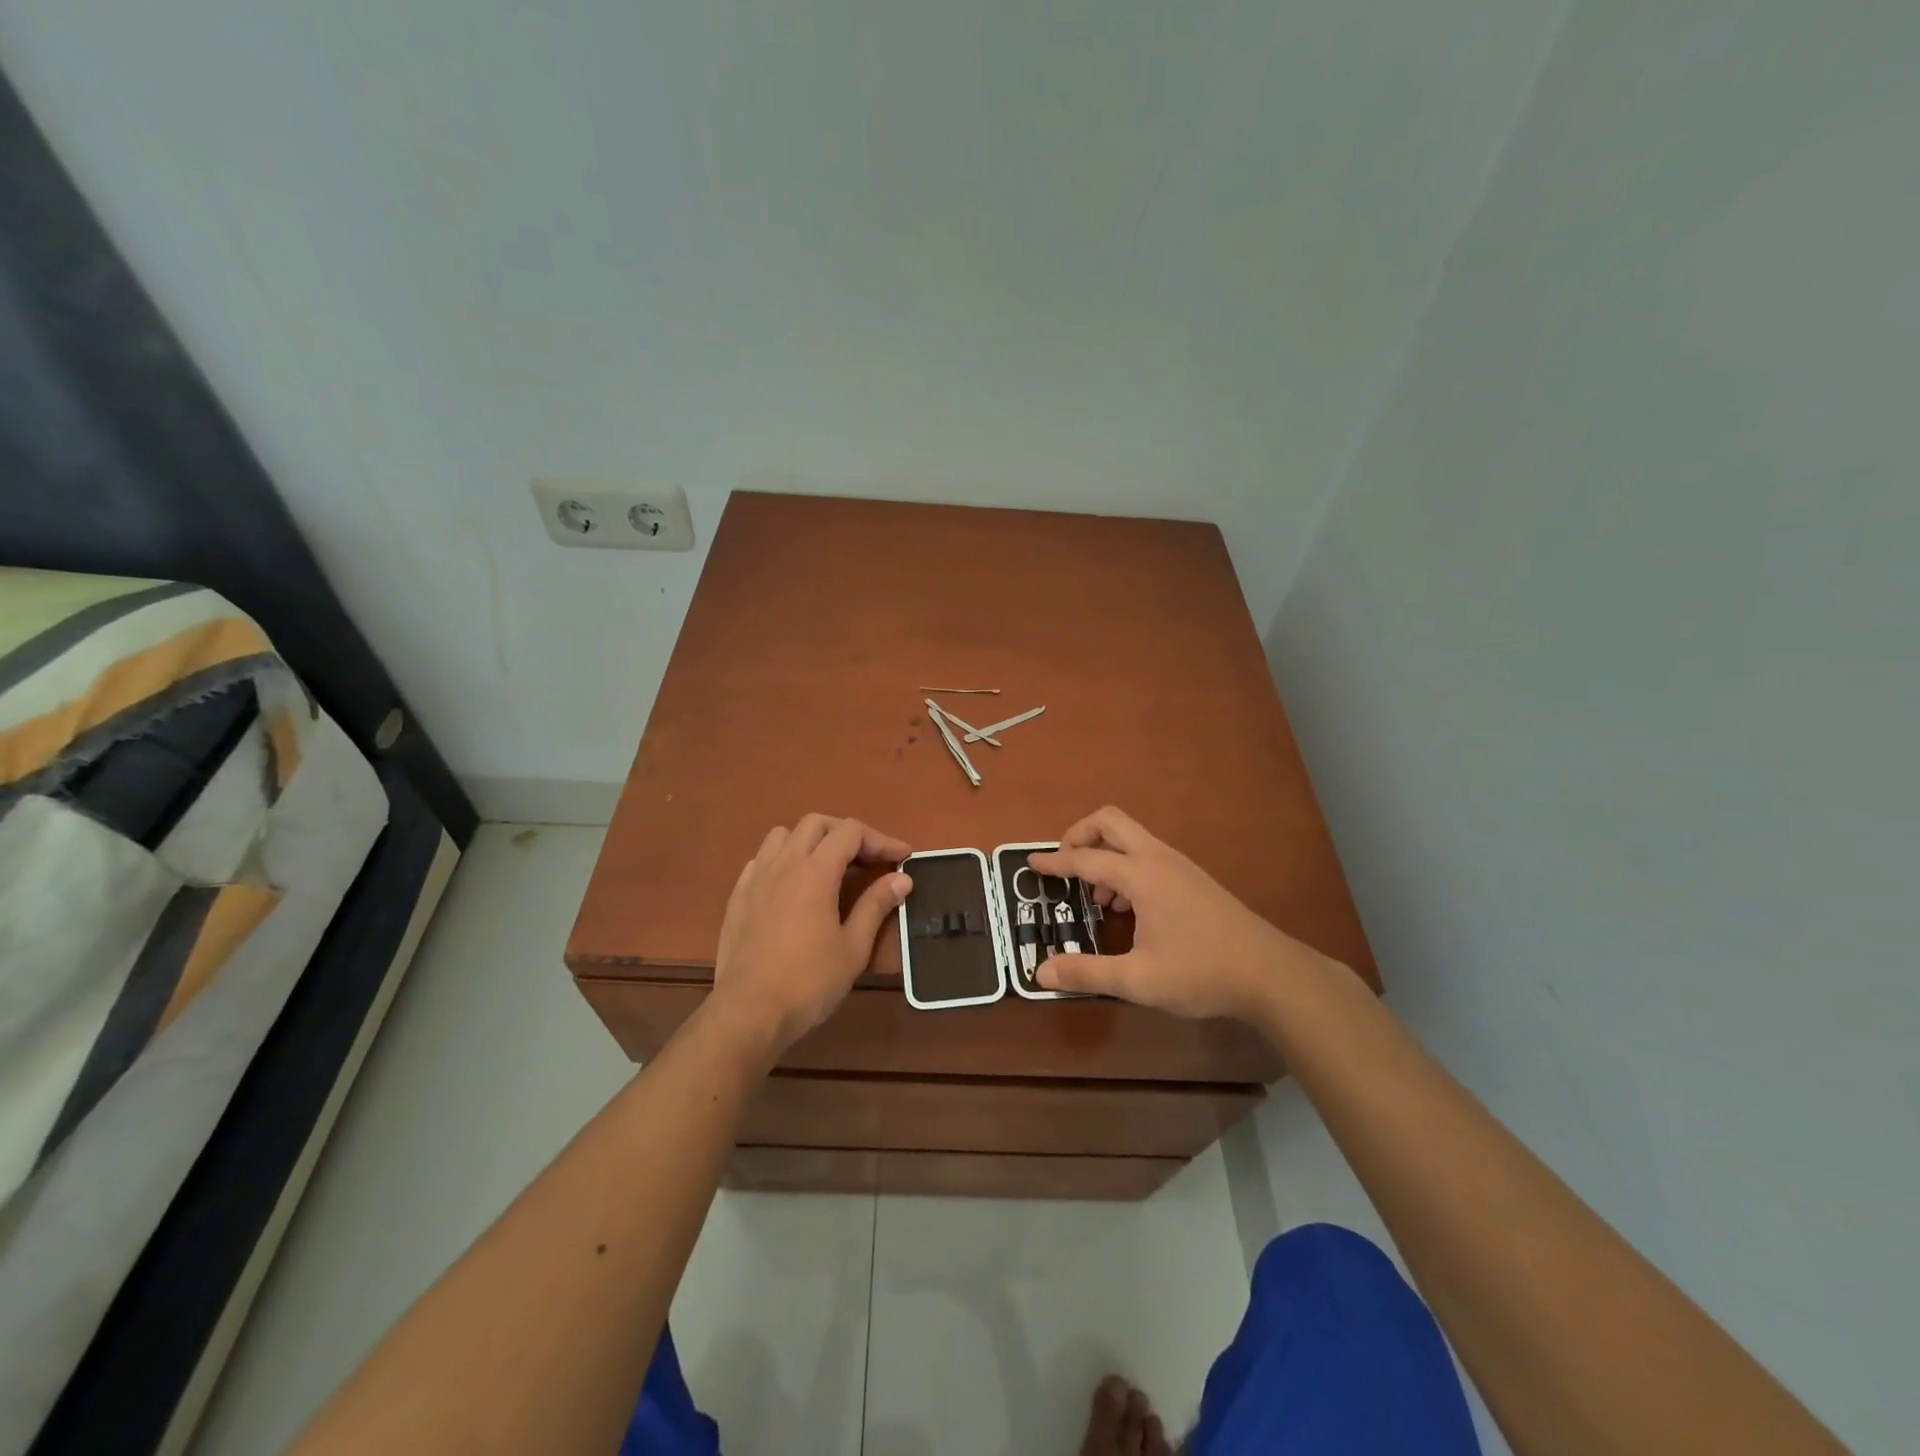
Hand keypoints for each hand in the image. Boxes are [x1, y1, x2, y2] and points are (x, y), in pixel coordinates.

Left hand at [708, 814, 912, 1056]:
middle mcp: (784, 864)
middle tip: (868, 860)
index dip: (881, 840)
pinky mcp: (737, 897)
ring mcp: (755, 878)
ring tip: (827, 867)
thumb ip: (876, 906)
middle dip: (846, 834)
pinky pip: (761, 860)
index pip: (851, 832)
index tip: (902, 858)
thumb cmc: (808, 982)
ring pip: (783, 835)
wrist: (748, 1012)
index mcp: (815, 872)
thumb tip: (901, 879)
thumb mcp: (853, 948)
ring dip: (810, 841)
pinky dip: (783, 860)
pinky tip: (792, 886)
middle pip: (816, 823)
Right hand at [1028, 806, 1318, 1021]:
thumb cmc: (1201, 973)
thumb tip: (1041, 972)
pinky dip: (1125, 866)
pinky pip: (1147, 854)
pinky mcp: (1192, 877)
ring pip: (1130, 837)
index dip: (1054, 862)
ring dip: (1104, 853)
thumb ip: (1087, 973)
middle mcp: (1158, 858)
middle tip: (1065, 866)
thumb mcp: (1138, 980)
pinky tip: (1128, 909)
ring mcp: (1179, 865)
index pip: (1085, 858)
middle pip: (1110, 821)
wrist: (1270, 973)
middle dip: (1080, 834)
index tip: (1031, 865)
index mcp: (1142, 876)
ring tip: (1097, 899)